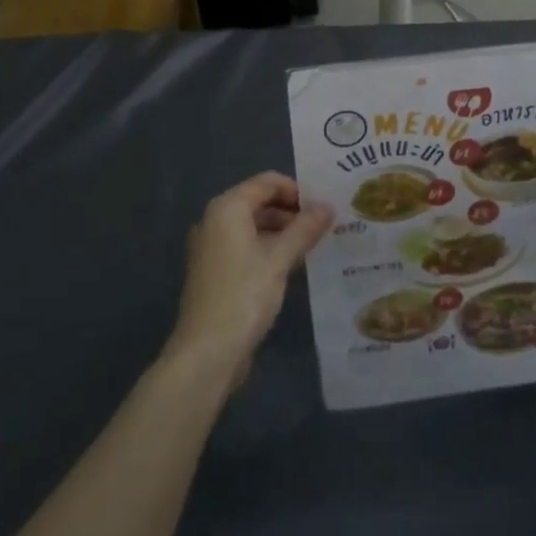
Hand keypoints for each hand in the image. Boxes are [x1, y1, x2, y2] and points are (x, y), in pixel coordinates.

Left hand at [166, 173, 332, 394]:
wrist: (206, 353)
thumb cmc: (243, 296)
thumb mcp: (279, 259)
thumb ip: (305, 229)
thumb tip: (329, 206)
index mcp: (227, 208)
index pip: (267, 182)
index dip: (297, 190)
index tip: (323, 208)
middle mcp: (215, 220)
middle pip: (259, 201)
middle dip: (291, 211)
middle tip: (323, 226)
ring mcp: (212, 247)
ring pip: (254, 226)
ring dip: (282, 231)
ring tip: (313, 245)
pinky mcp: (215, 271)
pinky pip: (246, 246)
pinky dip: (268, 248)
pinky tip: (292, 265)